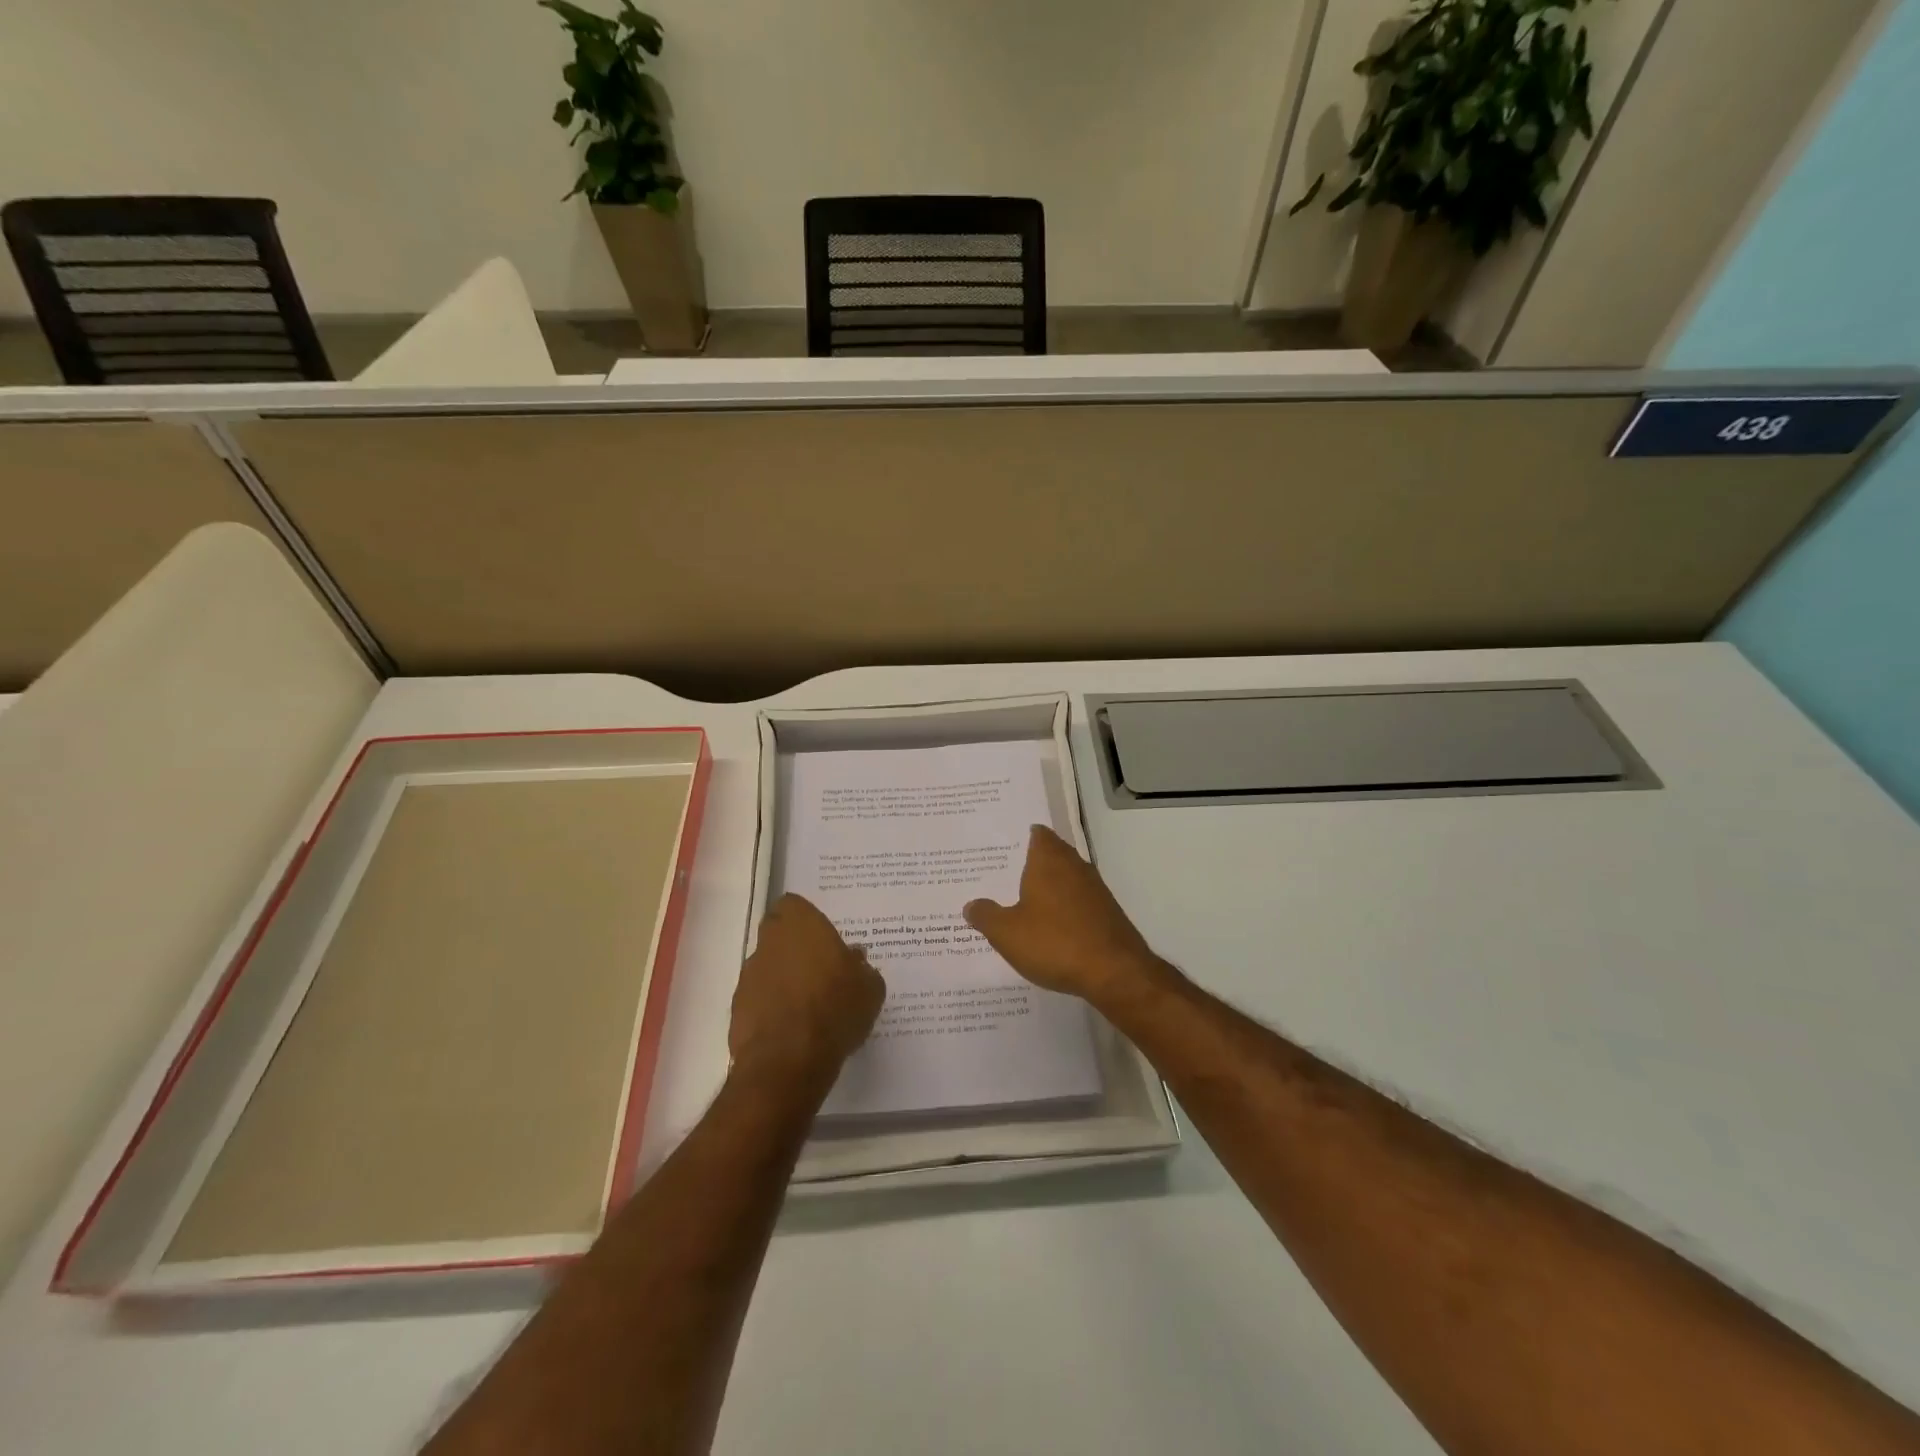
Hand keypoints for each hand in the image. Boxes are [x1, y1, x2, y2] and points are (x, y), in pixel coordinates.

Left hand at [730, 895, 884, 1084]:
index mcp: (800, 924)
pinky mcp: (737, 1010)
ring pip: (767, 968)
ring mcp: (748, 976)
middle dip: (794, 949)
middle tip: (820, 970)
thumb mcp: (869, 988)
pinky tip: (792, 1030)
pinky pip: (758, 1000)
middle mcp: (768, 943)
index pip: (793, 905)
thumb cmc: (835, 1009)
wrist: (789, 1060)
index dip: (806, 919)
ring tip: (809, 1007)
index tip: (822, 937)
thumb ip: (861, 968)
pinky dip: (771, 1009)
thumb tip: (855, 960)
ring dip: (782, 980)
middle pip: (777, 936)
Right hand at [964, 825, 1164, 1008]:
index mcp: (1048, 860)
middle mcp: (1074, 866)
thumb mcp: (1007, 933)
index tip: (1002, 846)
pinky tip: (1050, 928)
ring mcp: (1095, 889)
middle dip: (1031, 863)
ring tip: (1023, 902)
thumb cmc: (1054, 942)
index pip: (1037, 834)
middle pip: (1052, 854)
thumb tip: (971, 905)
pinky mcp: (1107, 913)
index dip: (1021, 836)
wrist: (1115, 972)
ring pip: (1066, 878)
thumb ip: (986, 916)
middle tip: (1004, 875)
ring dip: (1049, 887)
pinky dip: (1064, 908)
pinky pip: (1079, 901)